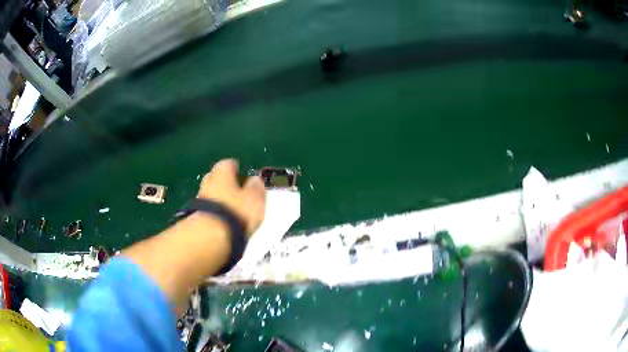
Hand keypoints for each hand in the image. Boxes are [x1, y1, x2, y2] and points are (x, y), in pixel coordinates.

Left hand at [197, 159, 265, 236]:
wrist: (210, 238)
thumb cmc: (236, 212)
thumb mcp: (255, 198)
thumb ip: (256, 187)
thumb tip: (255, 180)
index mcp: (221, 173)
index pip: (228, 164)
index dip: (236, 168)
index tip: (242, 173)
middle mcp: (207, 182)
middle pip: (216, 178)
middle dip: (225, 183)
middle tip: (237, 191)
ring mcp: (198, 200)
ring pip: (211, 195)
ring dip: (219, 199)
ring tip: (231, 210)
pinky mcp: (195, 217)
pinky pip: (208, 210)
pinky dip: (215, 213)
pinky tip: (223, 221)